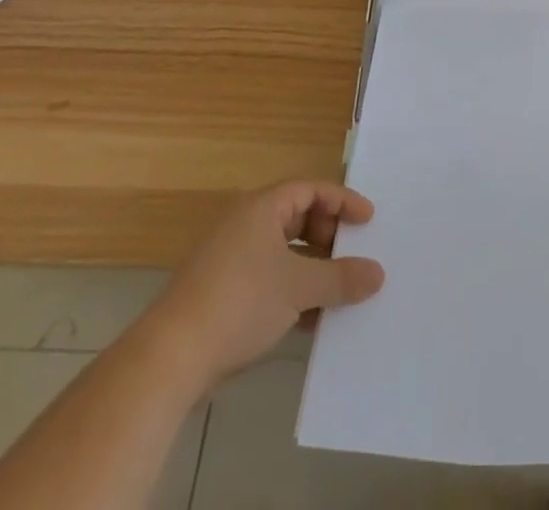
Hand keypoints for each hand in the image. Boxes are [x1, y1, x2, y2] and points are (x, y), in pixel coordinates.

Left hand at [147, 180, 384, 383]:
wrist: (170, 358)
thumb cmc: (240, 302)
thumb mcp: (299, 288)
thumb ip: (342, 278)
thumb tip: (378, 273)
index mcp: (262, 208)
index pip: (311, 189)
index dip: (342, 201)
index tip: (368, 220)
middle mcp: (246, 224)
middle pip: (298, 218)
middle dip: (329, 236)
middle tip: (354, 254)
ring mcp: (231, 259)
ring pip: (284, 253)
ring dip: (313, 269)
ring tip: (340, 290)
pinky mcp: (223, 293)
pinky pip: (269, 280)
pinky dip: (293, 292)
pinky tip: (311, 320)